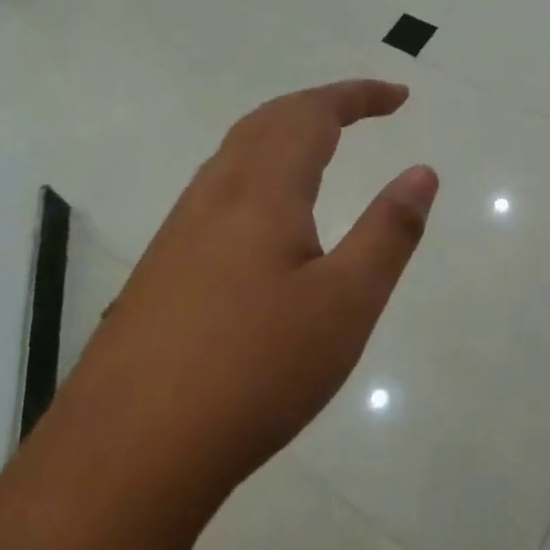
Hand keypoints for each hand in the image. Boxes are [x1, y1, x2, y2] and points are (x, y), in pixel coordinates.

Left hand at [85, 81, 437, 515]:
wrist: (128, 453)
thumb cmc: (255, 370)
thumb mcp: (346, 303)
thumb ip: (388, 231)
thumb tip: (422, 172)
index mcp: (261, 190)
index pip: (313, 114)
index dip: (358, 96)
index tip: (400, 97)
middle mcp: (215, 194)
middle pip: (269, 121)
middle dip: (322, 105)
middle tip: (367, 111)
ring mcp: (180, 229)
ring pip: (237, 153)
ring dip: (285, 133)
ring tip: (323, 147)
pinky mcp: (162, 266)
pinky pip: (218, 188)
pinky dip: (259, 169)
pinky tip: (267, 215)